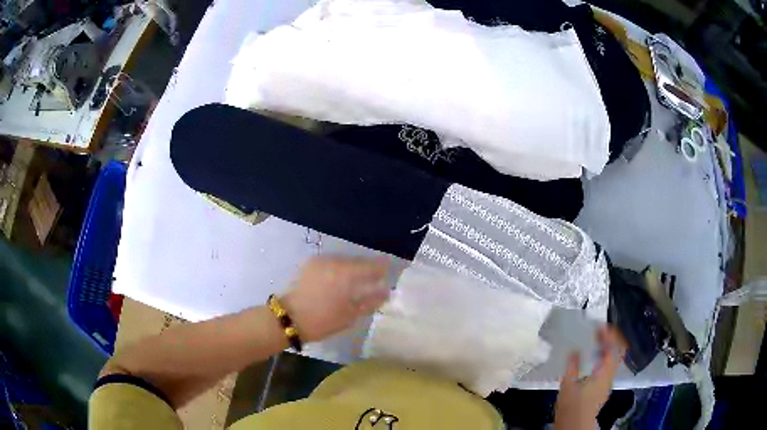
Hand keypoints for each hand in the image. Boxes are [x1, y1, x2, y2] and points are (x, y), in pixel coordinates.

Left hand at [282, 256, 390, 341]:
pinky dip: (341, 268)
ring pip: (344, 261)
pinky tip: (343, 279)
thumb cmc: (322, 320)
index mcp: (346, 274)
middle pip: (357, 261)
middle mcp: (334, 262)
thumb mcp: (350, 315)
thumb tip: (386, 292)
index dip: (382, 267)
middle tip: (377, 277)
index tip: (391, 270)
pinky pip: (332, 263)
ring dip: (354, 268)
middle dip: (368, 268)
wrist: (289, 318)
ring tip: (361, 279)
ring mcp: (321, 261)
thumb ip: (370, 301)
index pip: (371, 266)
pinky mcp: (311, 264)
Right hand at [554, 326, 625, 429]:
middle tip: (599, 330)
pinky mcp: (604, 387)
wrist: (576, 425)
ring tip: (595, 341)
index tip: (600, 325)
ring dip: (607, 347)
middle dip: (610, 339)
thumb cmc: (572, 406)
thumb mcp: (568, 385)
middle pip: (617, 351)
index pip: (614, 348)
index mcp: (604, 372)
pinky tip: (593, 358)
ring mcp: (608, 381)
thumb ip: (572, 366)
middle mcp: (610, 375)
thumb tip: (575, 349)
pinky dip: (604, 357)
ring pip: (614, 358)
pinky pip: (609, 366)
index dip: (609, 334)